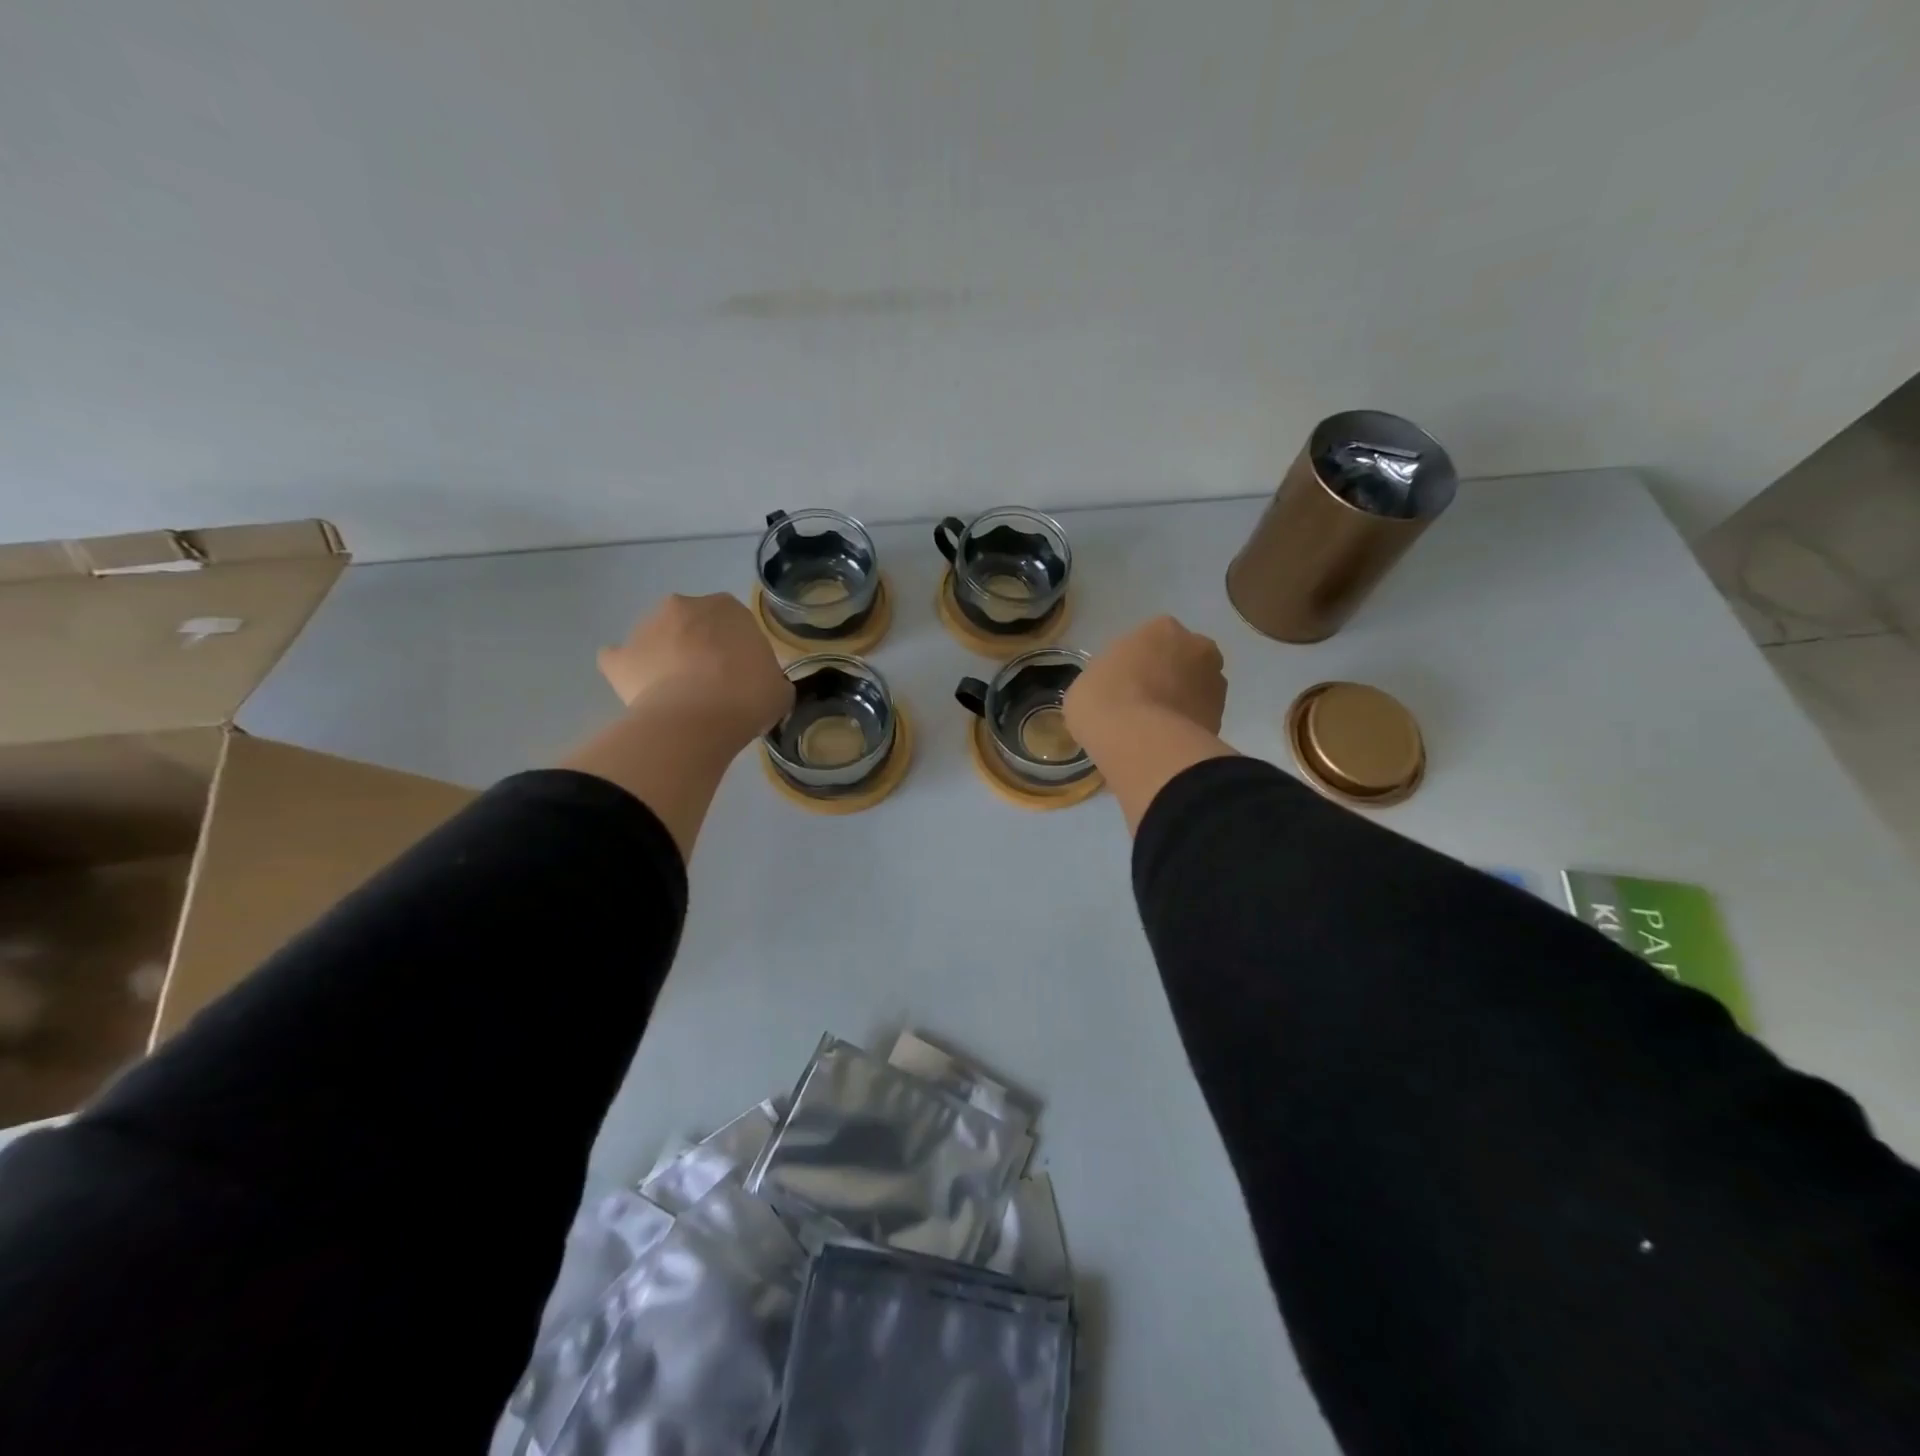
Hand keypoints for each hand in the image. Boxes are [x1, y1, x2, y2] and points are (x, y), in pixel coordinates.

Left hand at [597, 594, 793, 753]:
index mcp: (728, 607)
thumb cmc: (747, 697)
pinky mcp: (618, 657)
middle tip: (712, 684)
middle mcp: (684, 606)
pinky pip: (620, 660)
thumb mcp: (779, 690)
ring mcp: (645, 628)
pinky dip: (628, 672)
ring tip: (678, 696)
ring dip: (666, 657)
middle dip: (699, 647)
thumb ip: (769, 678)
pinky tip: (641, 693)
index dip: (737, 649)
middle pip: (692, 624)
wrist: (696, 721)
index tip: (742, 676)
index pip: (735, 622)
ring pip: (658, 639)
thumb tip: (762, 685)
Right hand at [1065, 615, 1226, 739]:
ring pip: (1195, 688)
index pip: (1150, 640)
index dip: (1136, 663)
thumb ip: (1107, 677)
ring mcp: (1215, 682)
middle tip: (1142, 704)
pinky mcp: (1222, 717)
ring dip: (1180, 701)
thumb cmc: (1105, 702)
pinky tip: (1166, 743)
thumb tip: (1114, 689)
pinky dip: (1187, 726)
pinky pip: (1199, 717)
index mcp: (1161, 628)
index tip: (1123, 684)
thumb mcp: (1086, 683)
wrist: (1143, 745)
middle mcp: (1197, 647)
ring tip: (1154, 729)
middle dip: (1166, 677)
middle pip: (1180, 659)